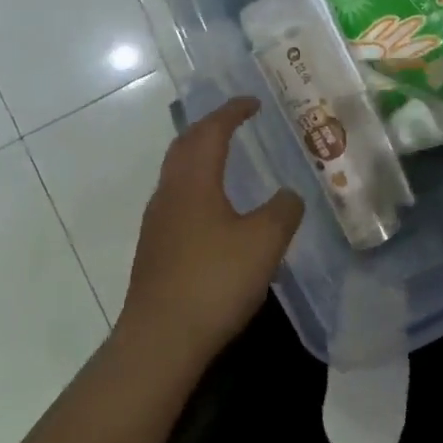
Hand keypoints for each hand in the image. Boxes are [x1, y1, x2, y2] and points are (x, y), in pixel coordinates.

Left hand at [117, 97, 303, 368]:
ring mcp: (157, 222)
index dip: (232, 112)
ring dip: (200, 157)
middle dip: (210, 128)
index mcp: (194, 181)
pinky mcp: (155, 249)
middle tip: (236, 123)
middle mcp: (169, 193)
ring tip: (227, 160)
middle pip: (185, 146)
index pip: (211, 131)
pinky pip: (177, 200)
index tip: (252, 102)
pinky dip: (197, 186)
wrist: (160, 340)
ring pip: (177, 174)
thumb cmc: (214, 281)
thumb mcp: (264, 242)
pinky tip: (215, 210)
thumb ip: (283, 210)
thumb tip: (287, 196)